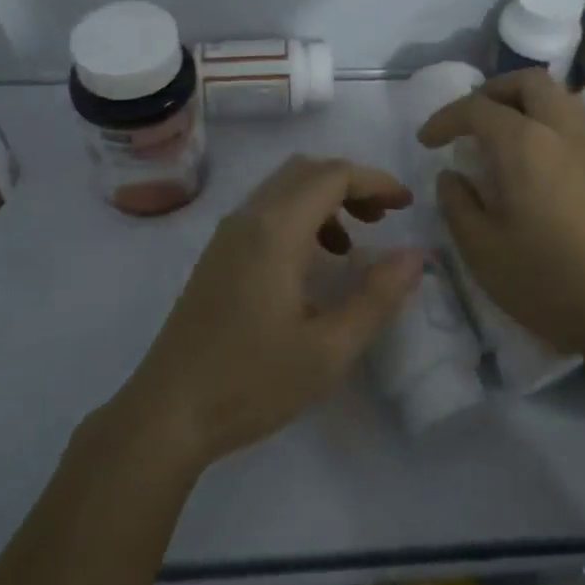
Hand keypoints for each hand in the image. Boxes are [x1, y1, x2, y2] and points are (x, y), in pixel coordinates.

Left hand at [117, 155, 424, 468]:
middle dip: (352, 184)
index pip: (333, 175)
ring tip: (356, 243)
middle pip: (307, 171)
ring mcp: (227, 235)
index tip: (407, 207)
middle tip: (385, 218)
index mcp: (275, 231)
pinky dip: (301, 217)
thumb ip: (377, 297)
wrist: (168, 413)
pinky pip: (266, 211)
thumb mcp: (328, 349)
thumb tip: (416, 256)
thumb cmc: (251, 382)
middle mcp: (248, 218)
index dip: (376, 181)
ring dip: (326, 200)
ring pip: (284, 189)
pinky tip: (315, 263)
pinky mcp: (218, 255)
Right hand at [418, 70, 584, 365]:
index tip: (427, 141)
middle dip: (494, 91)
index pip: (478, 108)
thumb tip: (452, 176)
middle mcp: (567, 131)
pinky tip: (546, 164)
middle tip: (471, 120)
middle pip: (531, 83)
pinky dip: (556, 127)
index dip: (446, 118)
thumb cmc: (546, 280)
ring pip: (563, 99)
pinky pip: (584, 126)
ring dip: (529, 105)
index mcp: (527, 144)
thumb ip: (458, 203)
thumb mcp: (481, 249)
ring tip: (506, 138)